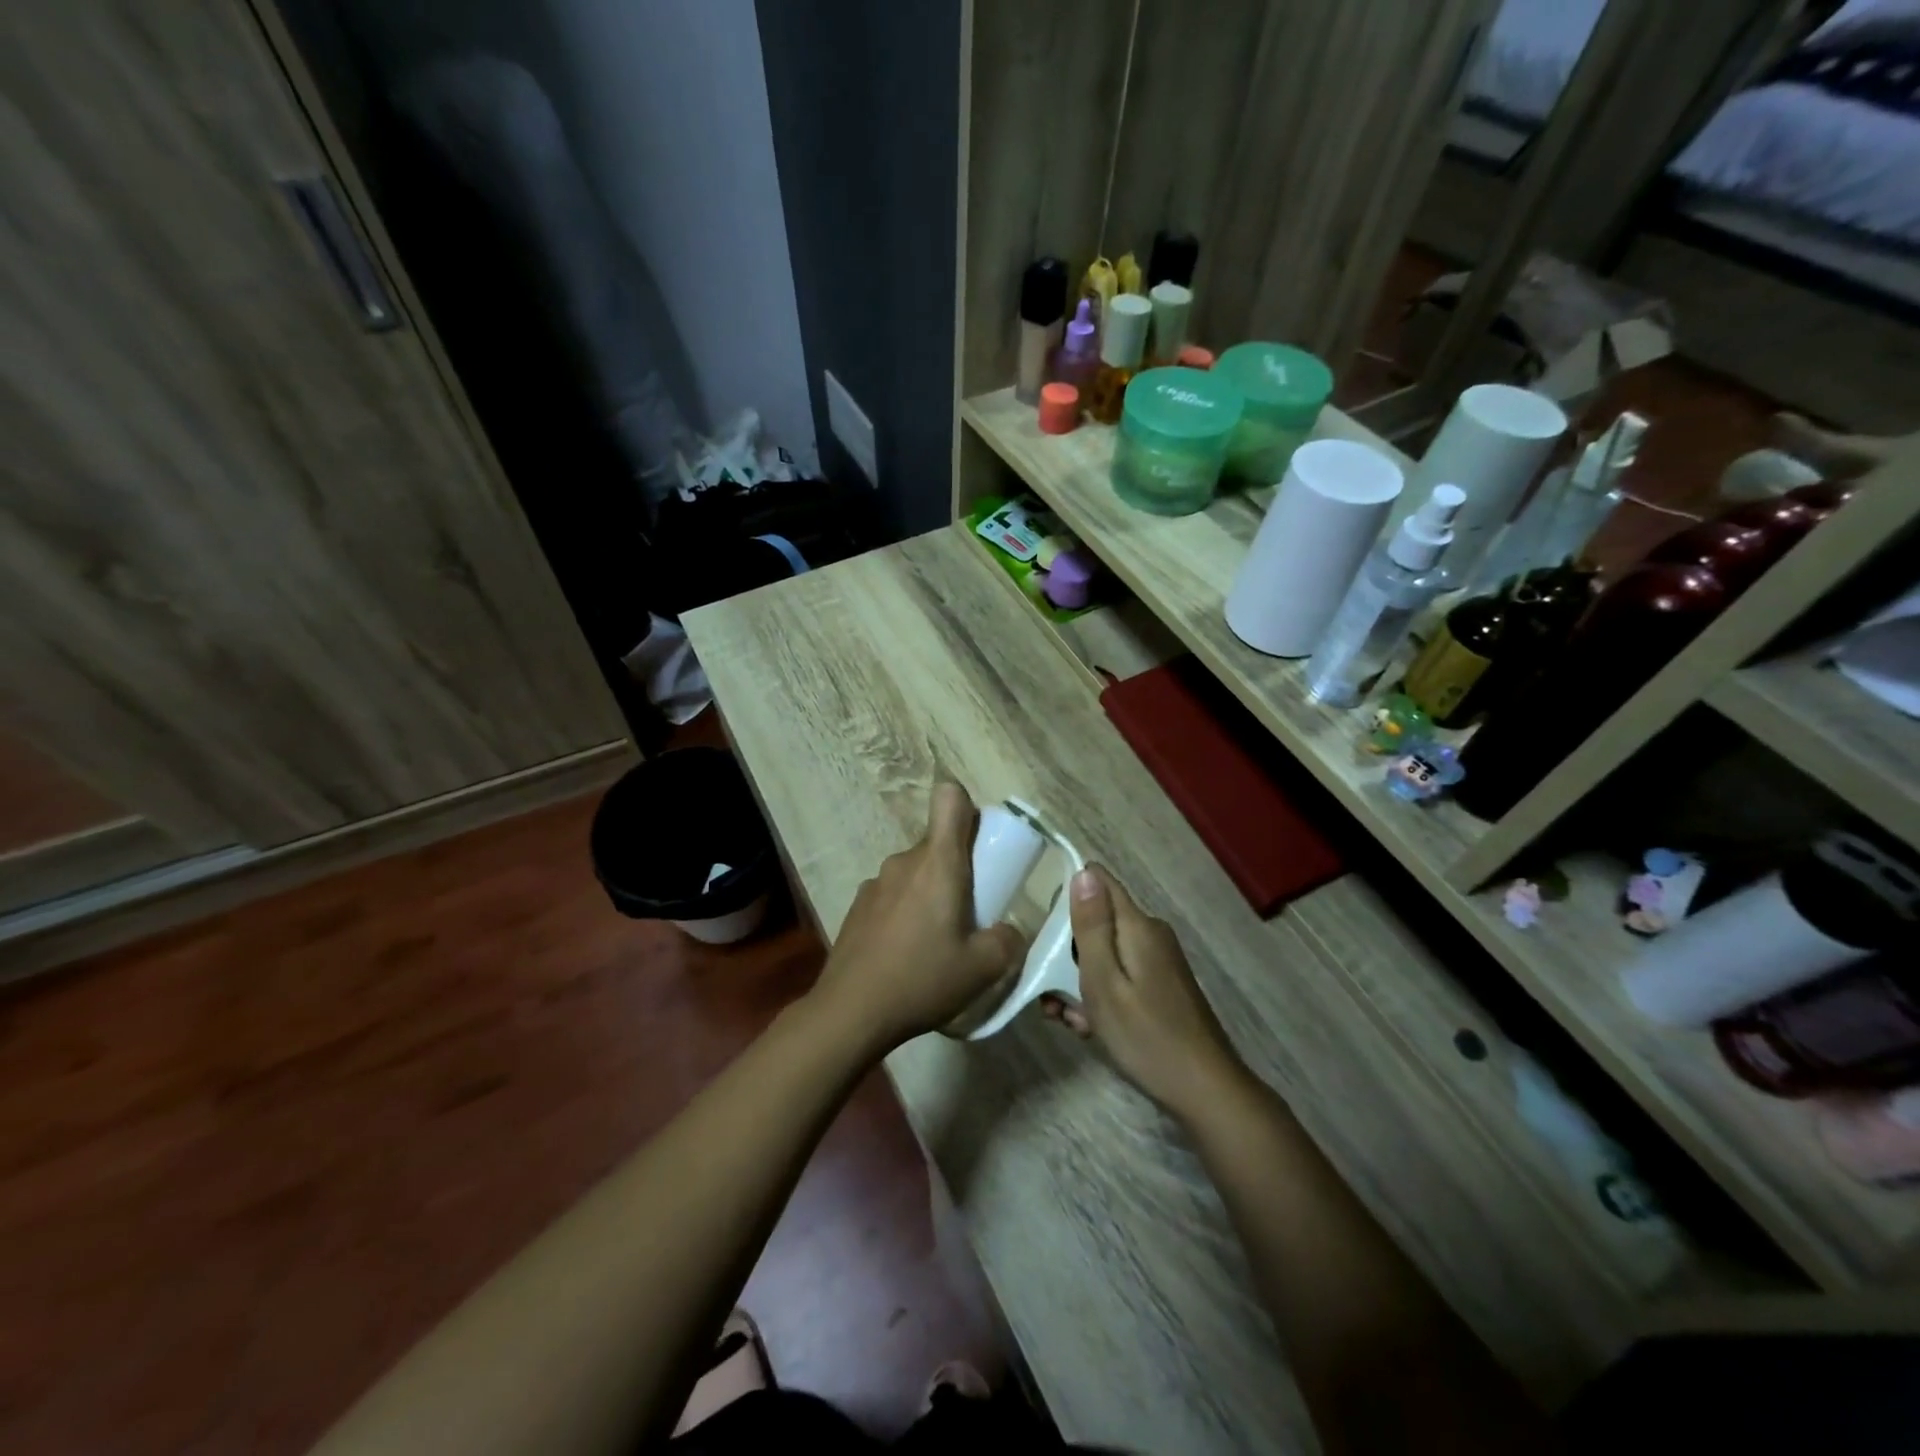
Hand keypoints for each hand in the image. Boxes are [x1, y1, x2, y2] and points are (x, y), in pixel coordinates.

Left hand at [810, 782, 1027, 1051]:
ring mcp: (875, 883)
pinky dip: (904, 911)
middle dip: (958, 868)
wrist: (850, 1012)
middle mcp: (904, 861)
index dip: (968, 809)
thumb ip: (1008, 941)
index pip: (949, 798)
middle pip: (937, 843)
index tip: (979, 845)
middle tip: (969, 914)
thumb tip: (1008, 930)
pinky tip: (904, 954)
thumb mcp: (983, 969)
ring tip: (934, 942)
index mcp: (938, 863)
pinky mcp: (857, 906)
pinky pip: (893, 894)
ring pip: (915, 871)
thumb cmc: (922, 980)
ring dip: (929, 893)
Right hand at [1043, 865, 1246, 1121]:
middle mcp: (1150, 934)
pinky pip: (1120, 975)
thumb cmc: (1145, 1035)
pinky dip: (1101, 994)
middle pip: (1098, 922)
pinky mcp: (1161, 985)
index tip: (1045, 926)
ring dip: (1080, 980)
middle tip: (1051, 991)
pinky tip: (1090, 1026)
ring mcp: (1158, 961)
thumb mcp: (1104, 981)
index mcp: (1137, 926)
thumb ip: (1092, 926)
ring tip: (1068, 1018)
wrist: (1204, 1090)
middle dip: (1068, 950)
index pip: (1099, 881)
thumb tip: (1084, 871)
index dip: (1068, 895)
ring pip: (1105, 953)